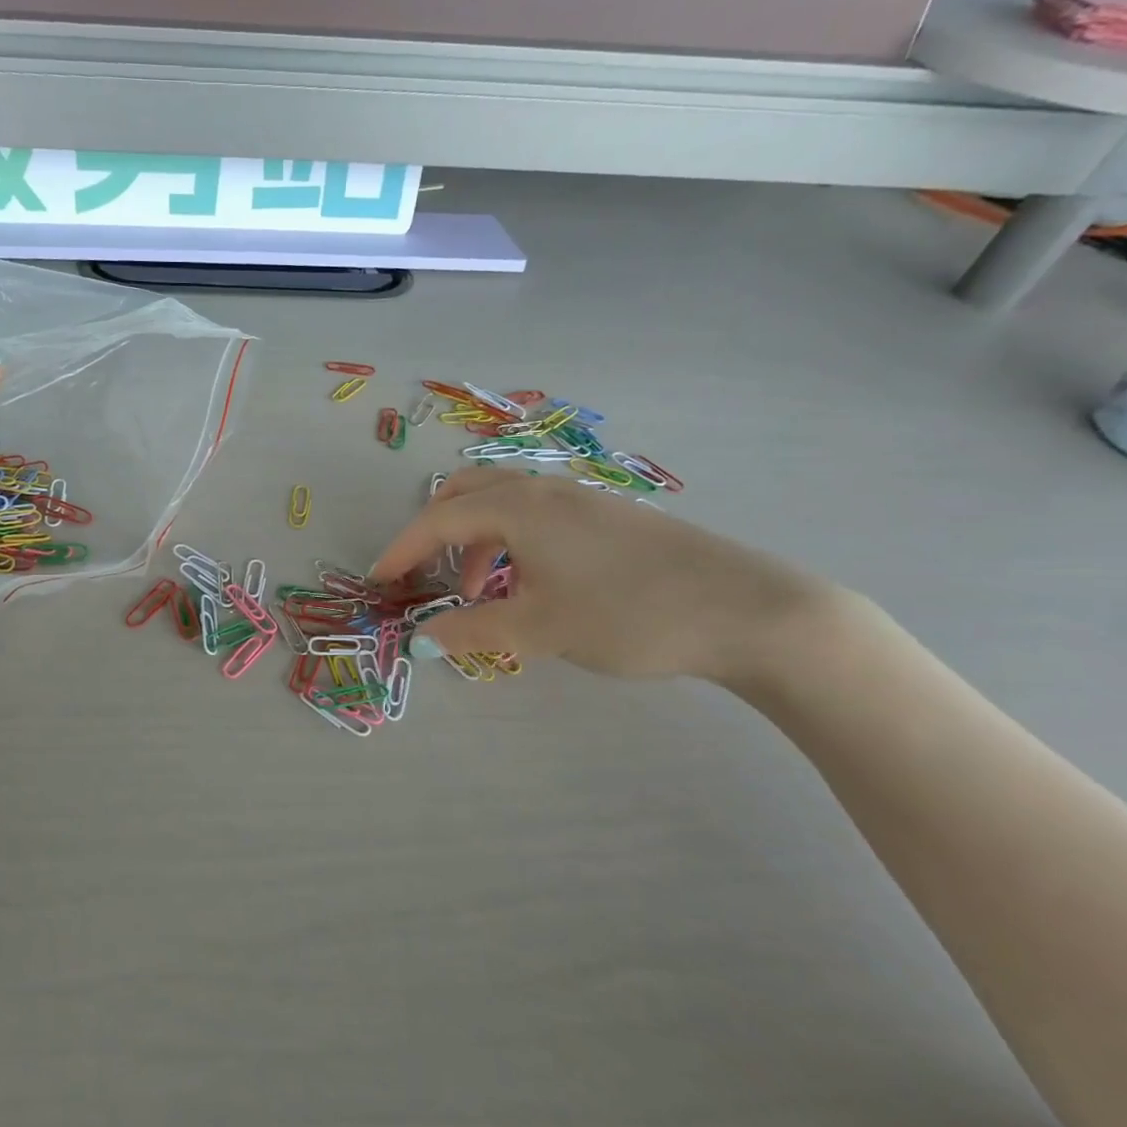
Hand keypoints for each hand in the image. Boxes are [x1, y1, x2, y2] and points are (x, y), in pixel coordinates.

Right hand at [370, 467, 834, 684]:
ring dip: (476, 540)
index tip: (379, 581)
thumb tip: (426, 635)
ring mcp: (582, 500)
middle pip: (468, 490)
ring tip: (482, 593)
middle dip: (434, 529)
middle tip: (424, 573)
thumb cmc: (629, 614)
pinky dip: (511, 542)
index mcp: (522, 507)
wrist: (747, 610)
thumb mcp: (541, 629)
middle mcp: (547, 490)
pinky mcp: (610, 517)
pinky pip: (538, 516)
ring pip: (506, 503)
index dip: (403, 549)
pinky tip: (532, 585)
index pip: (440, 518)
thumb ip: (475, 630)